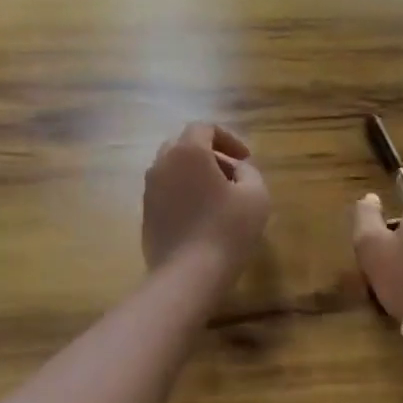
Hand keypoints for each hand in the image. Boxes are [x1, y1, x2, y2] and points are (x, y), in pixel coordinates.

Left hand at [142, 123, 270, 287]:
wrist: (187, 275)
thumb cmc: (227, 230)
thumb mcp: (256, 195)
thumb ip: (249, 172)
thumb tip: (236, 169)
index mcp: (187, 152)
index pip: (204, 128)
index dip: (228, 138)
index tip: (246, 159)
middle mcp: (162, 164)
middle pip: (184, 145)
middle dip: (210, 154)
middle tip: (231, 174)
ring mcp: (149, 190)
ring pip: (172, 168)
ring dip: (195, 174)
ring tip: (218, 197)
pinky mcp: (146, 214)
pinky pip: (166, 191)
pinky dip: (184, 193)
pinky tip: (202, 217)